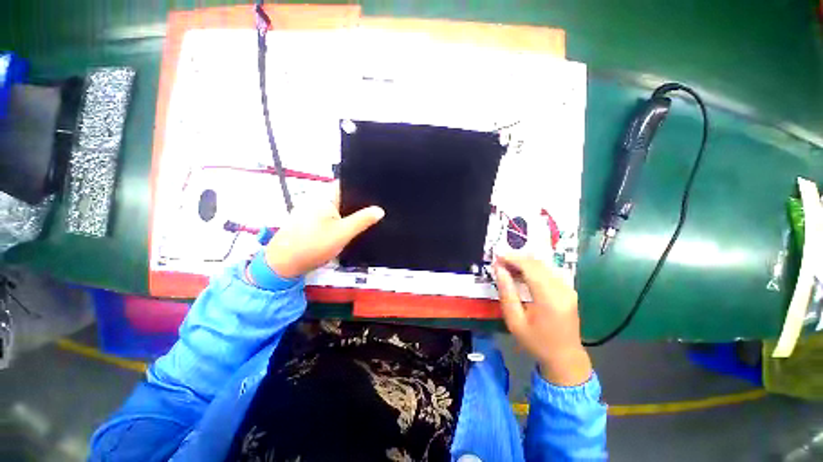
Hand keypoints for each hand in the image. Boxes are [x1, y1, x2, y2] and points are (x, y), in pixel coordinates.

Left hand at [265, 184, 383, 277]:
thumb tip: (380, 210)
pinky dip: (339, 221)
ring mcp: (311, 210)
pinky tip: (347, 229)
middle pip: (343, 197)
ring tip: (366, 220)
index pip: (347, 185)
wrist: (283, 264)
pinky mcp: (309, 221)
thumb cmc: (313, 245)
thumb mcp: (343, 233)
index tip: (379, 195)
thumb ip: (363, 220)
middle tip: (375, 212)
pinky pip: (330, 216)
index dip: (363, 188)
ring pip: (337, 208)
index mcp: (324, 197)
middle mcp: (317, 199)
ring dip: (349, 214)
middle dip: (358, 204)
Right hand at [493, 252, 591, 385]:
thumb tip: (499, 269)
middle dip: (516, 258)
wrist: (565, 357)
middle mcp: (562, 289)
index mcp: (549, 299)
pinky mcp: (568, 290)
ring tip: (507, 267)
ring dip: (524, 262)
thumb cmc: (536, 342)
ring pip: (543, 265)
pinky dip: (532, 268)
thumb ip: (507, 293)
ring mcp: (568, 289)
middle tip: (499, 262)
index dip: (512, 259)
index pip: (530, 268)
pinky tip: (521, 274)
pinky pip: (548, 271)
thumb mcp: (515, 321)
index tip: (497, 257)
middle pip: (537, 263)